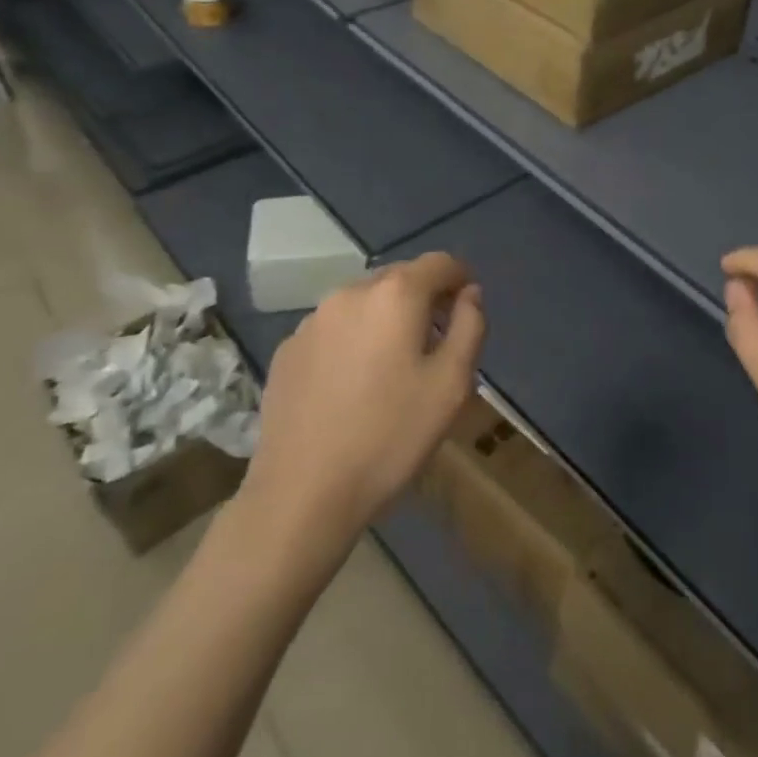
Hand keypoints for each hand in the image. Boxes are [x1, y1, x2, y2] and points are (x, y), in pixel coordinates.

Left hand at [241, 253, 484, 548]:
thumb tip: (470, 294)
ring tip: (392, 368)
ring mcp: (312, 321)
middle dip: (424, 300)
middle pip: (400, 278)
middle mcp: (351, 293)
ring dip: (386, 319)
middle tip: (436, 344)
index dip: (461, 280)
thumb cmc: (390, 436)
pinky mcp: (287, 350)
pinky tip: (353, 386)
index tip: (468, 310)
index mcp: (395, 295)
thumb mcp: (452, 384)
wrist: (302, 493)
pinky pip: (334, 329)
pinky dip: (353, 340)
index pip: (440, 263)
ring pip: (364, 303)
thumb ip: (470, 326)